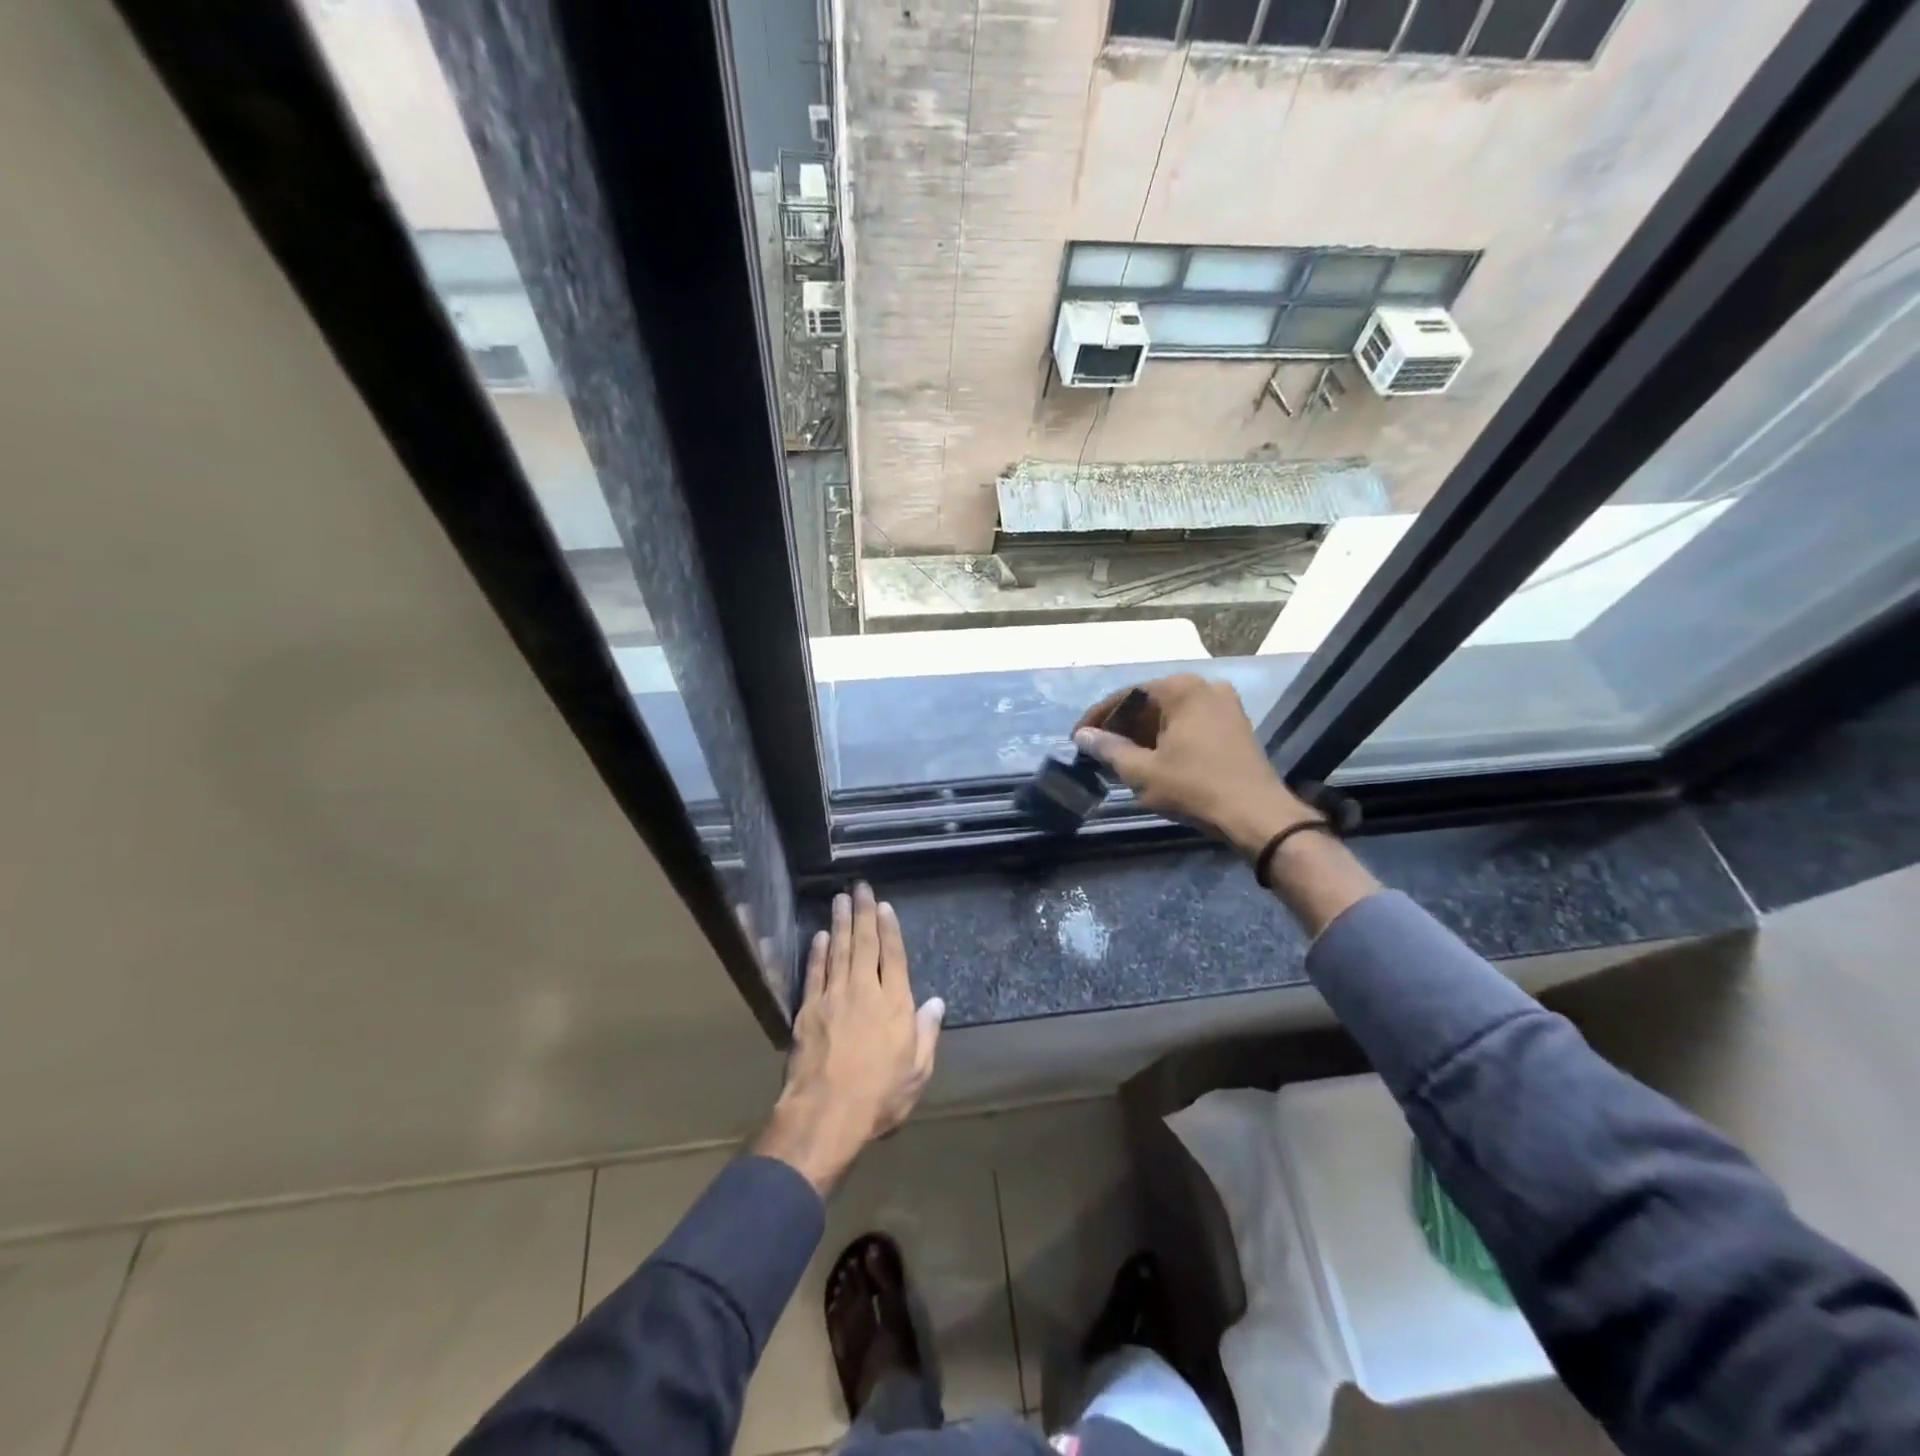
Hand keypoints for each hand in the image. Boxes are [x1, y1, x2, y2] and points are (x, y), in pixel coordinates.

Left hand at [753, 884, 944, 1195]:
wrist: (825, 1115)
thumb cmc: (879, 1098)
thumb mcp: (917, 1073)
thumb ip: (926, 1034)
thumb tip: (936, 1002)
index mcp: (895, 1005)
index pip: (894, 957)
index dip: (890, 930)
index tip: (885, 906)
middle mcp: (864, 992)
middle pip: (865, 944)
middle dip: (864, 913)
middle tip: (860, 887)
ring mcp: (833, 998)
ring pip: (838, 951)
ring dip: (840, 923)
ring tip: (841, 898)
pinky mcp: (808, 1010)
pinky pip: (815, 973)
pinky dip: (818, 952)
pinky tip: (820, 935)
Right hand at [1073, 674, 1317, 855]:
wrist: (1257, 816)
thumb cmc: (1194, 788)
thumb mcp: (1142, 771)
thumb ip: (1108, 749)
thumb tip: (1083, 736)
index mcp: (1182, 689)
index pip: (1127, 695)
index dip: (1098, 717)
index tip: (1078, 737)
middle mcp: (1205, 687)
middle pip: (1150, 701)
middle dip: (1122, 725)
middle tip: (1098, 750)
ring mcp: (1225, 705)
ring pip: (1170, 714)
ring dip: (1144, 734)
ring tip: (1120, 759)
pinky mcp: (1235, 726)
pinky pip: (1190, 724)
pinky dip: (1167, 738)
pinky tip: (1153, 760)